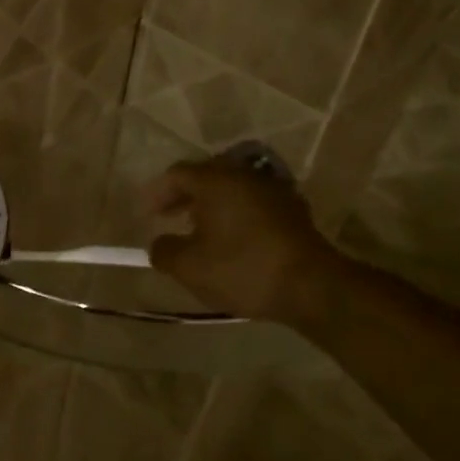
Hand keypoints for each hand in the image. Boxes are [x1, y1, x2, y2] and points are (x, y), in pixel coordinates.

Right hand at [142, 158, 347, 324]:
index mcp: (217, 180)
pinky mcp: (293, 210)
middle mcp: (245, 175)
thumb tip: (158, 244)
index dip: (157, 193)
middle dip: (184, 196)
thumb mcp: (189, 267)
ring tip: (199, 232)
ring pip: (232, 189)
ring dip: (211, 206)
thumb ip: (163, 251)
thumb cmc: (242, 269)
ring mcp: (273, 190)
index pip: (177, 174)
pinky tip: (232, 241)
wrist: (311, 286)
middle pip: (206, 176)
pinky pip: (253, 203)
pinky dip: (235, 215)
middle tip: (170, 218)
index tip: (147, 216)